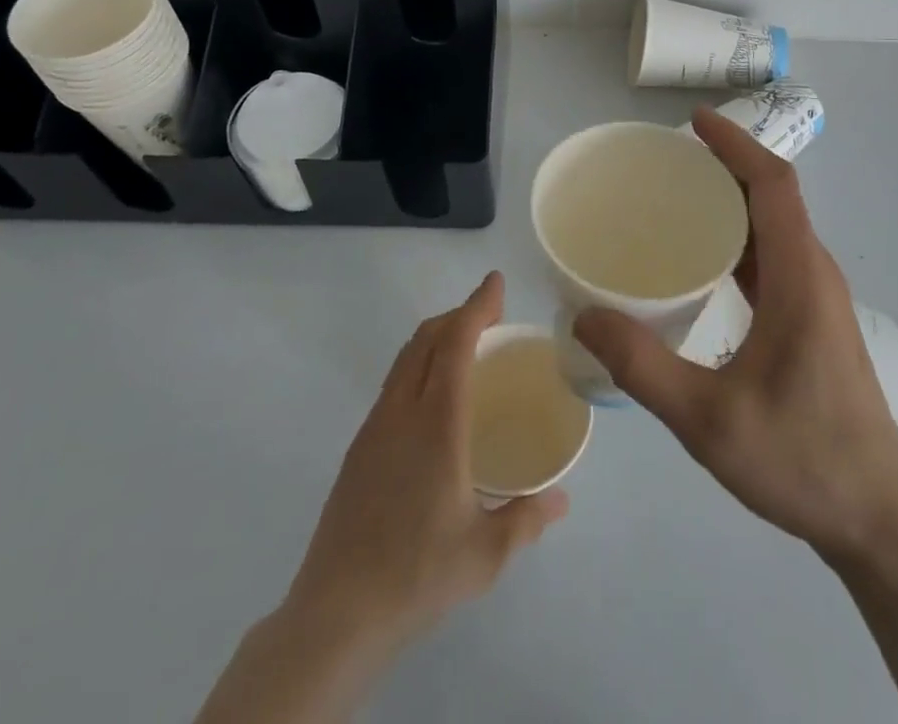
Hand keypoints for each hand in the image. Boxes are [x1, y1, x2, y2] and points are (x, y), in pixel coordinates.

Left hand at [287, 270, 568, 652]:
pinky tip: (435, 399)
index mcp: (437, 423)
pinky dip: (420, 365)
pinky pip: (394, 383)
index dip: (477, 306)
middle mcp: (402, 411)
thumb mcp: (486, 553)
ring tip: (467, 348)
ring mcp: (375, 427)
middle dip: (459, 314)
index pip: (456, 343)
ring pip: (406, 358)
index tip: (496, 283)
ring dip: (437, 337)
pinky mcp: (359, 447)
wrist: (336, 614)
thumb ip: (527, 518)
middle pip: (427, 338)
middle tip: (491, 315)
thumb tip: (561, 499)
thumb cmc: (417, 574)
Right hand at [575, 109, 897, 562]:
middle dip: (725, 166)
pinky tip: (702, 264)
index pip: (773, 184)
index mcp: (799, 277)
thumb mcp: (708, 420)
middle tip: (667, 162)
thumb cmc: (802, 460)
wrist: (879, 520)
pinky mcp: (814, 321)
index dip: (735, 145)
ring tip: (677, 200)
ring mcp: (818, 298)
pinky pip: (774, 258)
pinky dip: (739, 240)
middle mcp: (814, 274)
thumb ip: (643, 367)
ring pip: (775, 227)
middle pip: (774, 196)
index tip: (693, 122)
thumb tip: (584, 317)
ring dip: (733, 202)